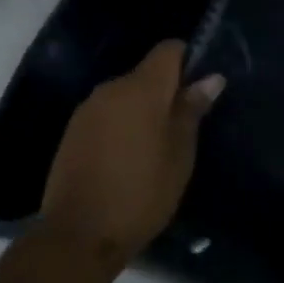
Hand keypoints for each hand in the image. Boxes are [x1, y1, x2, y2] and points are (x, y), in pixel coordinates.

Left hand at [41, 41, 224, 262]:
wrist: (79, 233)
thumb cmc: (141, 192)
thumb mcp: (179, 155)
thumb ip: (191, 110)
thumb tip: (210, 77)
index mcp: (141, 87)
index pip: (168, 50)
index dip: (188, 61)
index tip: (199, 89)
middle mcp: (111, 87)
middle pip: (146, 74)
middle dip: (166, 92)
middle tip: (183, 128)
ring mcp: (88, 108)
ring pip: (125, 95)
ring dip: (142, 111)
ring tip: (155, 148)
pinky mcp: (73, 130)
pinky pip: (106, 114)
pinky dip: (121, 125)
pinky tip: (126, 158)